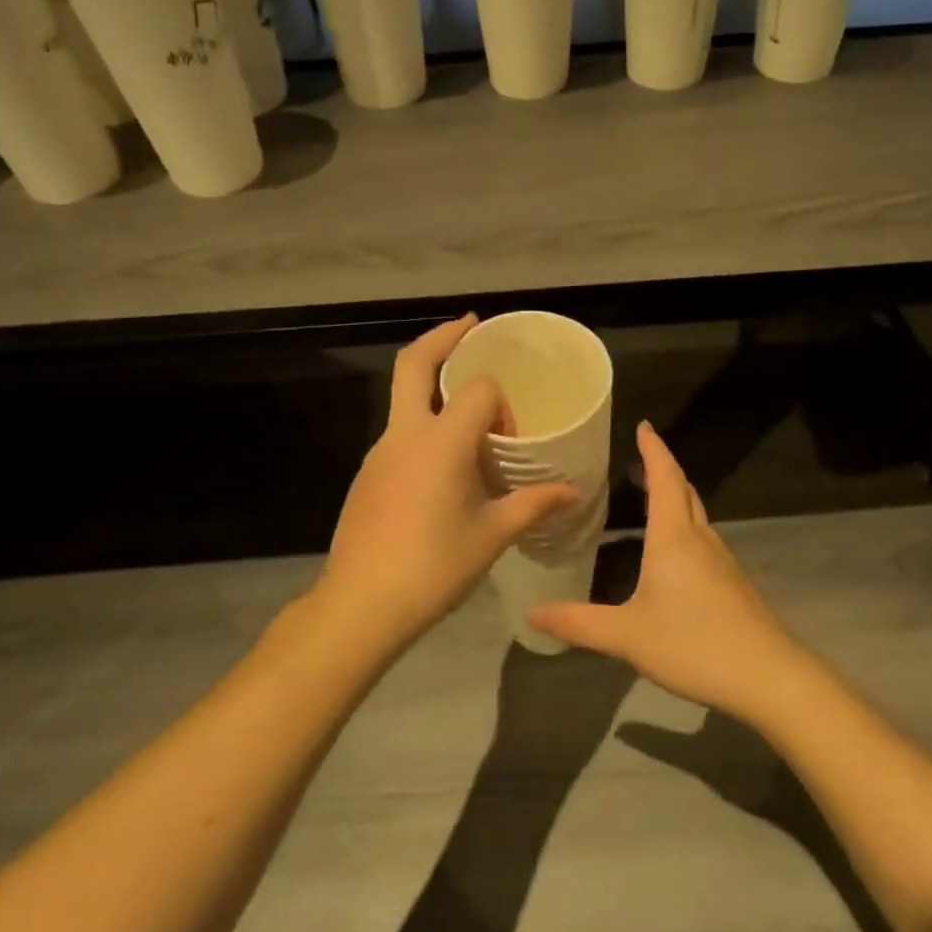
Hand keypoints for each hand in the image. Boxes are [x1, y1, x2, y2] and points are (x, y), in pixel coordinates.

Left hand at [315, 316, 576, 649]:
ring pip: (403, 397)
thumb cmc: (433, 567)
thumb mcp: (492, 535)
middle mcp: (404, 434)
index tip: (510, 440)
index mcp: (440, 442)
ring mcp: (379, 452)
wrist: (360, 605)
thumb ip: (533, 505)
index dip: (501, 405)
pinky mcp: (367, 473)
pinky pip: (399, 432)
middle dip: (443, 337)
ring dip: (433, 385)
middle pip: (414, 363)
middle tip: (471, 326)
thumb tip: (572, 492)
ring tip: (468, 410)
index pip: (477, 390)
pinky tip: (444, 466)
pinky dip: (423, 424)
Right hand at [529, 421, 808, 720]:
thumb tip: (532, 614)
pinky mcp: (732, 582)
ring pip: (696, 514)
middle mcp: (700, 539)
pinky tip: (672, 552)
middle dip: (662, 469)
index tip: (643, 425)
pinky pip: (703, 537)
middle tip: (638, 461)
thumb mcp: (627, 636)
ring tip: (651, 498)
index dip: (653, 449)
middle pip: (684, 490)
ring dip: (675, 496)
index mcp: (673, 537)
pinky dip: (684, 525)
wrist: (768, 676)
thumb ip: (579, 623)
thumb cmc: (694, 644)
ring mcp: (721, 560)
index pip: (665, 477)